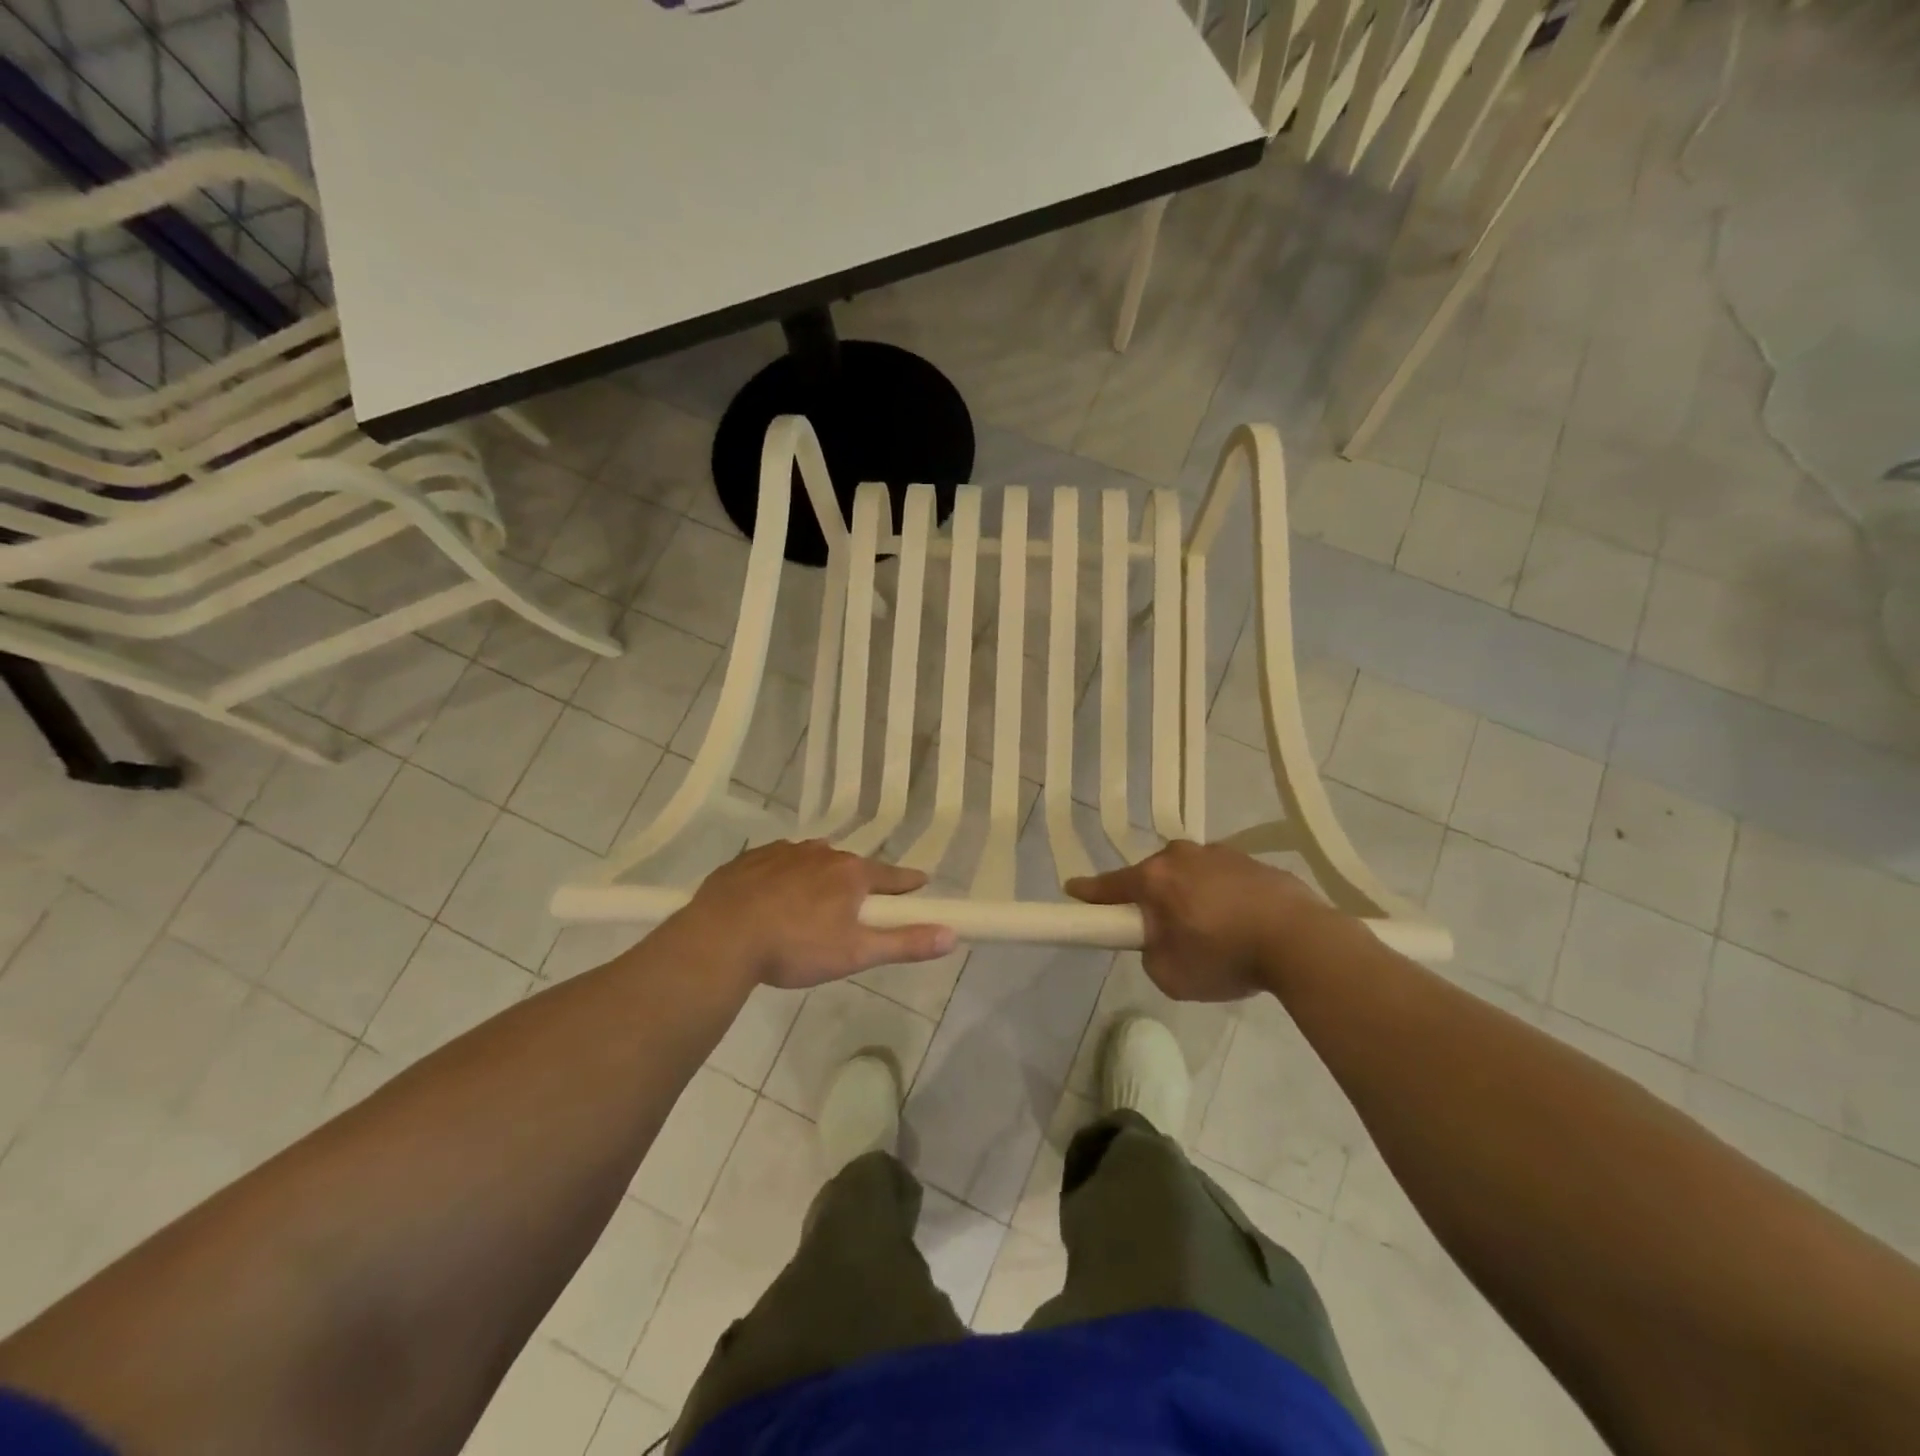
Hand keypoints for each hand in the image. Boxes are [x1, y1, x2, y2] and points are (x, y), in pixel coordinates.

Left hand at [677, 840, 956, 988]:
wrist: (721, 937)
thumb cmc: (795, 947)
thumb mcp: (856, 953)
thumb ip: (905, 943)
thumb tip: (952, 934)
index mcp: (850, 873)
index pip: (891, 876)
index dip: (907, 883)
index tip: (920, 884)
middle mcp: (821, 853)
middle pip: (850, 867)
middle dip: (858, 883)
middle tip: (857, 907)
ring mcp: (783, 853)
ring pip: (812, 861)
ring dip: (820, 877)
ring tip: (813, 904)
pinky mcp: (750, 859)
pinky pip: (778, 864)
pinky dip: (784, 877)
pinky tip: (774, 897)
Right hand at [1066, 841, 1330, 1001]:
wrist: (1301, 941)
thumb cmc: (1226, 957)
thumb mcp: (1170, 975)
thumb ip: (1151, 953)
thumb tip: (1161, 938)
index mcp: (1155, 879)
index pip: (1109, 886)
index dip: (1088, 893)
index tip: (1072, 890)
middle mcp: (1181, 856)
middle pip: (1153, 878)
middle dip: (1153, 900)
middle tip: (1166, 933)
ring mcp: (1220, 853)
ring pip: (1190, 875)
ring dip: (1190, 897)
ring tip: (1213, 933)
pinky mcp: (1253, 861)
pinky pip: (1223, 879)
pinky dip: (1222, 897)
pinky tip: (1241, 924)